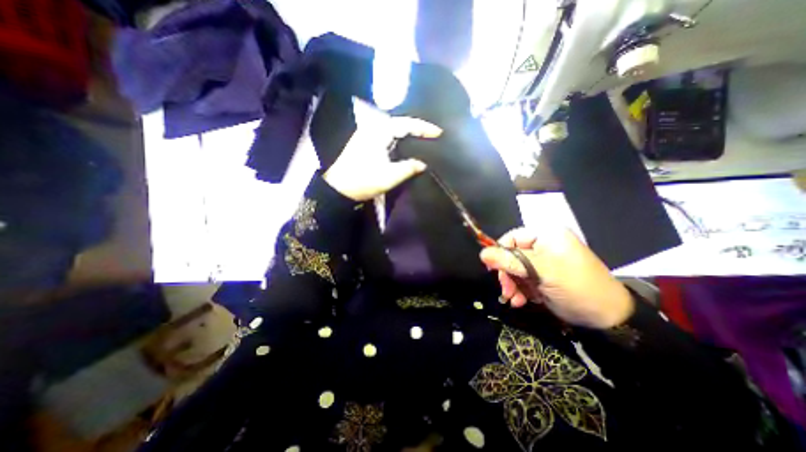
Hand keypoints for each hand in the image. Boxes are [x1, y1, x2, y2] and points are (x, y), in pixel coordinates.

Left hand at [324, 97, 443, 200]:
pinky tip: (403, 147)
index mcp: (379, 132)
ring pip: (391, 129)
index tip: (439, 132)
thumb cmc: (363, 180)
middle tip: (431, 135)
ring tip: (421, 139)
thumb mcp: (389, 176)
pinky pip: (385, 136)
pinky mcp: (364, 143)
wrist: (338, 188)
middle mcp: (372, 128)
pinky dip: (397, 139)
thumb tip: (423, 164)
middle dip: (415, 128)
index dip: (424, 128)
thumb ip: (408, 168)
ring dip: (406, 133)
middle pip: (399, 123)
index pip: (406, 124)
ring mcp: (366, 135)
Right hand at [478, 226, 635, 328]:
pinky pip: (524, 280)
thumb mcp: (543, 272)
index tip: (492, 269)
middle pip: (513, 255)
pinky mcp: (545, 277)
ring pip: (516, 269)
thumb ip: (512, 261)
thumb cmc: (577, 287)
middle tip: (506, 291)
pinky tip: (521, 302)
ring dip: (512, 285)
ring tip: (513, 300)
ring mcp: (545, 262)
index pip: (513, 237)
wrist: (608, 318)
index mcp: (547, 236)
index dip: (500, 252)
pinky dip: (520, 291)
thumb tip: (483, 253)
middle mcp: (544, 246)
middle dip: (507, 274)